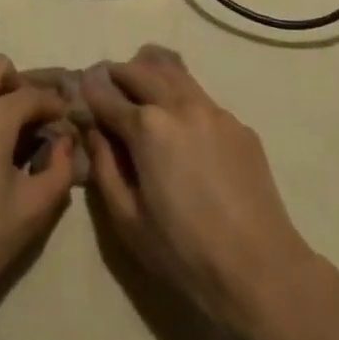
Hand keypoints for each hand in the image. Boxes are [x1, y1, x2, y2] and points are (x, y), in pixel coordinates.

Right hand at [81, 47, 317, 335]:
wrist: (259, 268)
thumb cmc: (183, 251)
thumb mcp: (127, 219)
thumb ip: (104, 167)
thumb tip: (93, 131)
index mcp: (148, 128)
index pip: (108, 98)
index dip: (89, 92)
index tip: (79, 88)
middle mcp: (180, 106)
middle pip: (142, 72)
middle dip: (119, 73)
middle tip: (106, 80)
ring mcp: (215, 111)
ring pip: (176, 74)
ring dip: (152, 71)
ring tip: (140, 81)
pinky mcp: (239, 125)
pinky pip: (202, 98)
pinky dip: (182, 95)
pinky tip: (180, 118)